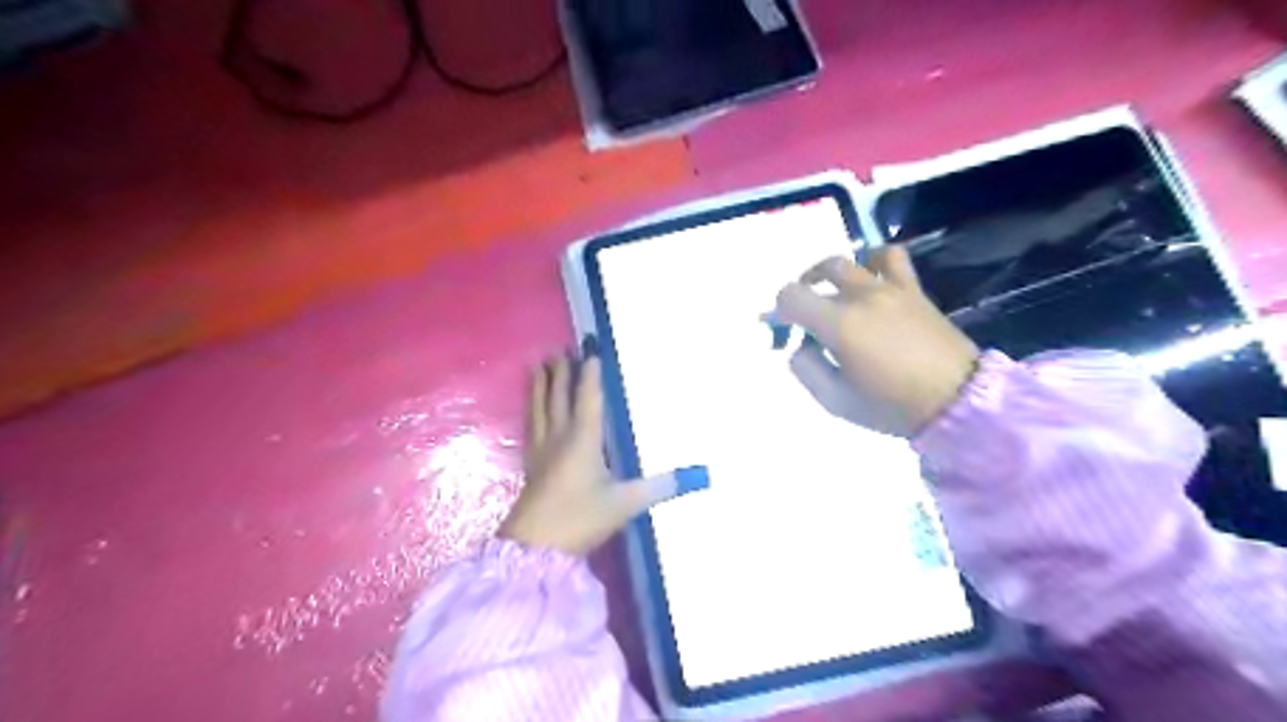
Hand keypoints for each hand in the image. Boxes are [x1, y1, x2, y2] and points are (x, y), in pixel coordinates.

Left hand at [498, 351, 708, 555]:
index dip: (590, 374)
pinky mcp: (531, 465)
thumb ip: (660, 487)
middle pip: (558, 397)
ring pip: (539, 408)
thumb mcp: (625, 503)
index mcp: (584, 439)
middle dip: (560, 372)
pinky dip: (531, 409)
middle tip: (559, 349)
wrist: (534, 548)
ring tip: (538, 365)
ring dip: (540, 385)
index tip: (590, 350)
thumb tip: (700, 475)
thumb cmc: (580, 518)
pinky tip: (530, 409)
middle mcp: (560, 436)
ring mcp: (541, 450)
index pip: (588, 398)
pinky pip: (531, 425)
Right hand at [774, 246, 974, 437]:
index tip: (786, 327)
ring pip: (852, 261)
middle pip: (820, 273)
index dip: (780, 310)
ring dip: (834, 273)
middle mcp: (861, 297)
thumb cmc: (891, 406)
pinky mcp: (913, 290)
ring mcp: (890, 289)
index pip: (791, 296)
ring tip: (835, 290)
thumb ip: (807, 369)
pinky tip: (871, 278)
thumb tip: (801, 347)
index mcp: (839, 325)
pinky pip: (891, 257)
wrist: (956, 400)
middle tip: (806, 312)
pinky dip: (874, 261)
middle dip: (804, 289)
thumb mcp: (835, 401)